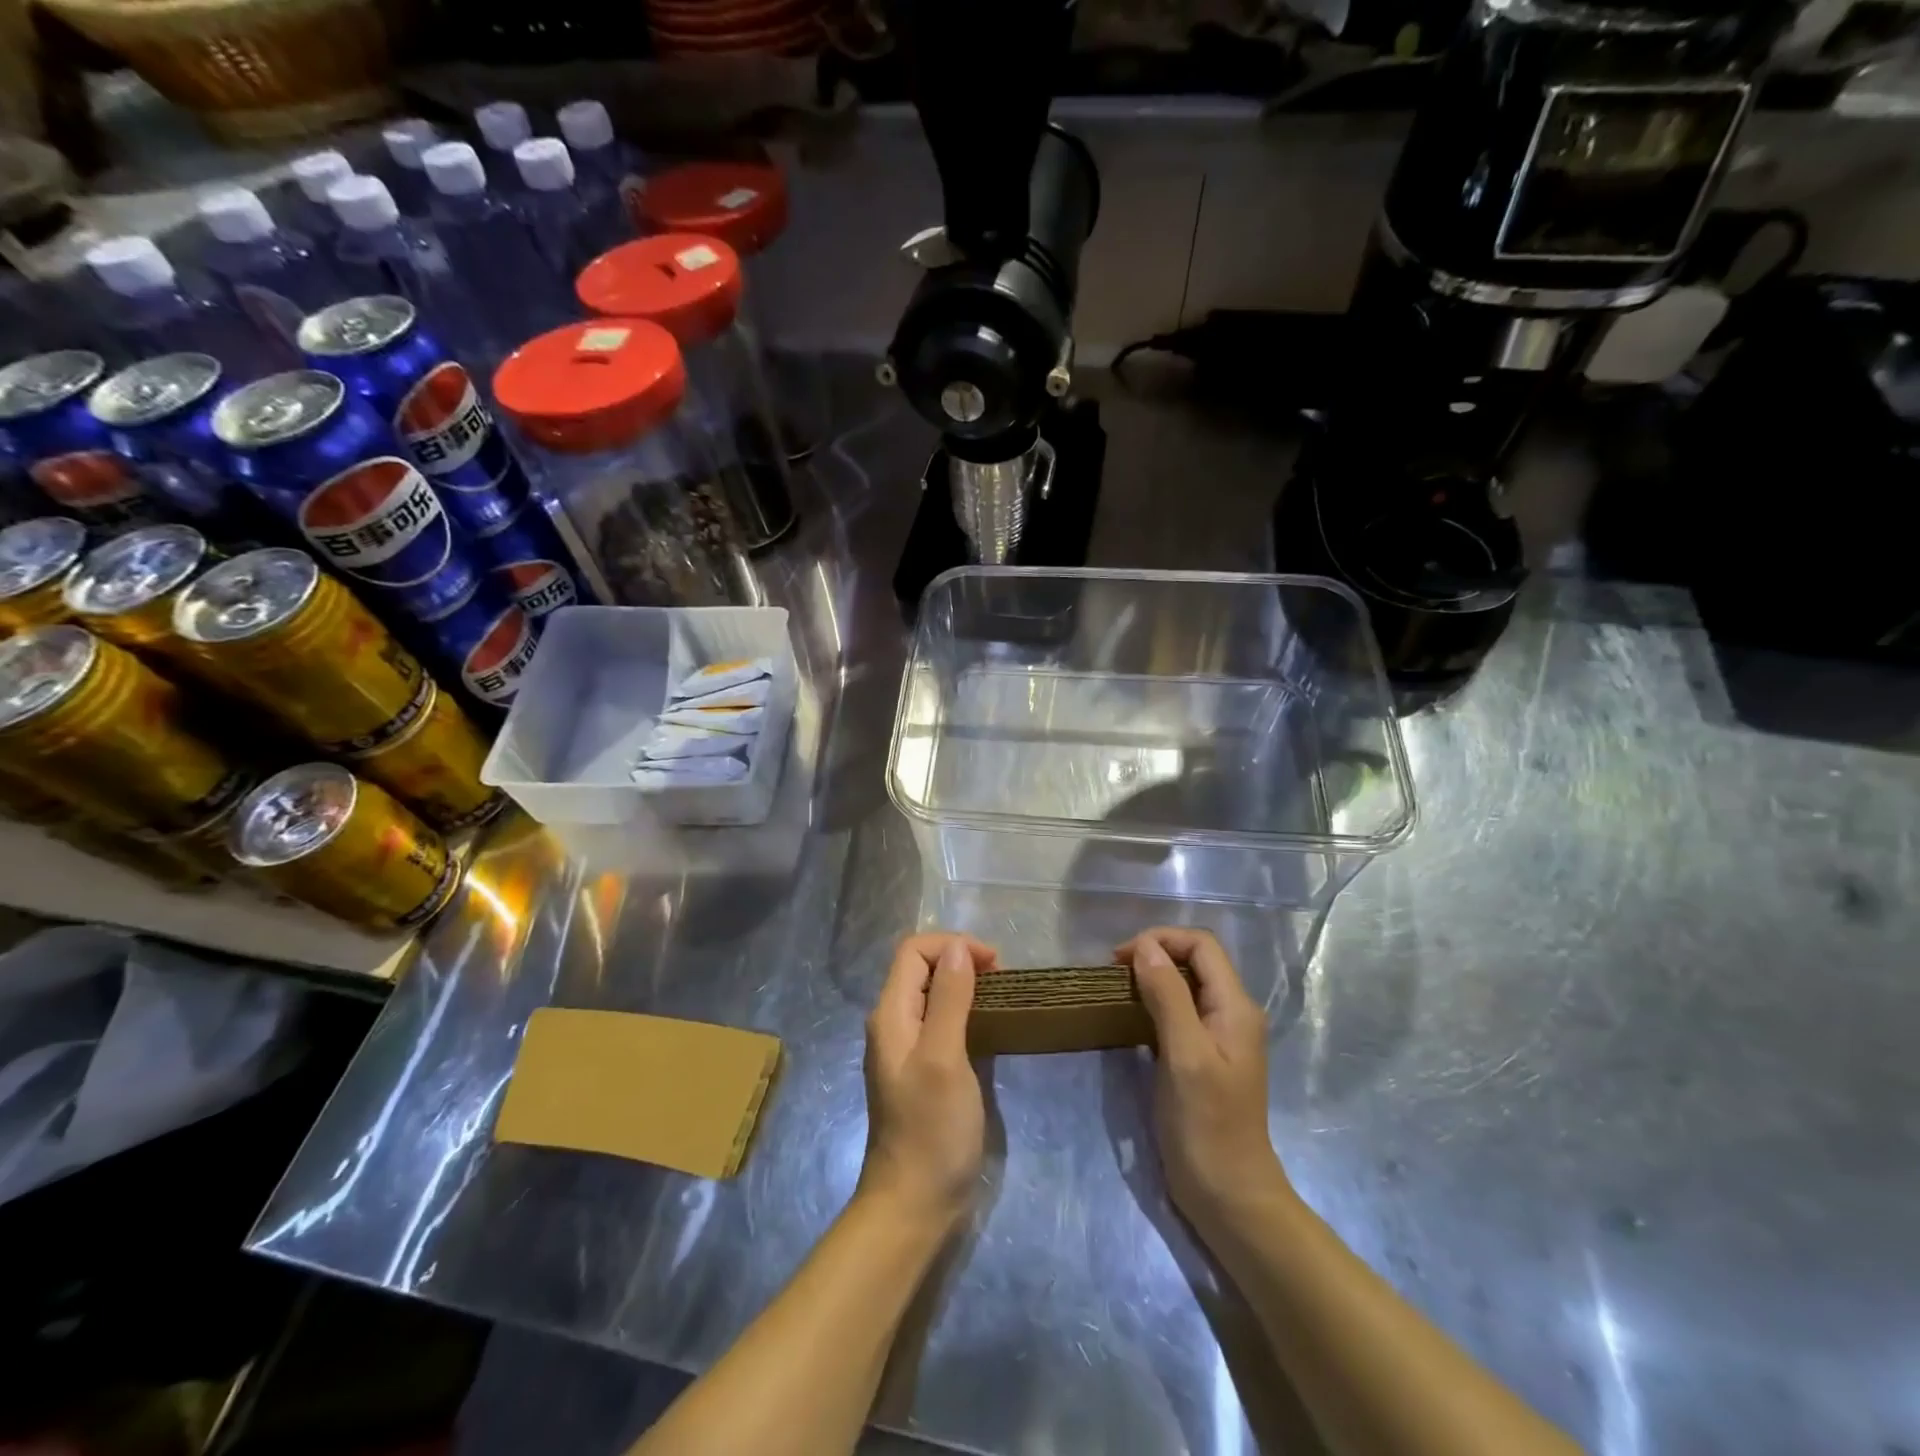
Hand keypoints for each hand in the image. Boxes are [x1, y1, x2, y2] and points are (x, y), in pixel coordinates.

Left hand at [859, 931, 996, 1228]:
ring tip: (1000, 997)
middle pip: (921, 968)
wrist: (914, 1204)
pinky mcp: (921, 1069)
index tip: (994, 964)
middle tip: (1002, 979)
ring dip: (964, 984)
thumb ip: (949, 999)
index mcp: (891, 1014)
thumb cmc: (931, 1129)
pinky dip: (963, 1011)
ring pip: (931, 994)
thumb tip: (958, 949)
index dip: (953, 946)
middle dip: (960, 960)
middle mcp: (893, 1023)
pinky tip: (987, 1027)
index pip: (914, 950)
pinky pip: (939, 1021)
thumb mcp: (944, 1058)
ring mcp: (905, 1048)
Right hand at [1118, 927, 1288, 1227]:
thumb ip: (1167, 996)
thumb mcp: (1185, 1054)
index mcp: (1236, 1006)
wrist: (1228, 1194)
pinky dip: (1153, 1004)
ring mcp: (1218, 1036)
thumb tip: (1145, 947)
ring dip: (1151, 978)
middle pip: (1194, 961)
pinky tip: (1130, 1018)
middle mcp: (1231, 1013)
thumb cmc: (1207, 1123)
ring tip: (1116, 991)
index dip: (1161, 940)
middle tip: (1113, 973)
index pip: (1201, 945)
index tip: (1120, 959)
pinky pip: (1179, 1012)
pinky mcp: (1202, 1056)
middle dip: (1154, 955)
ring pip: (1185, 985)